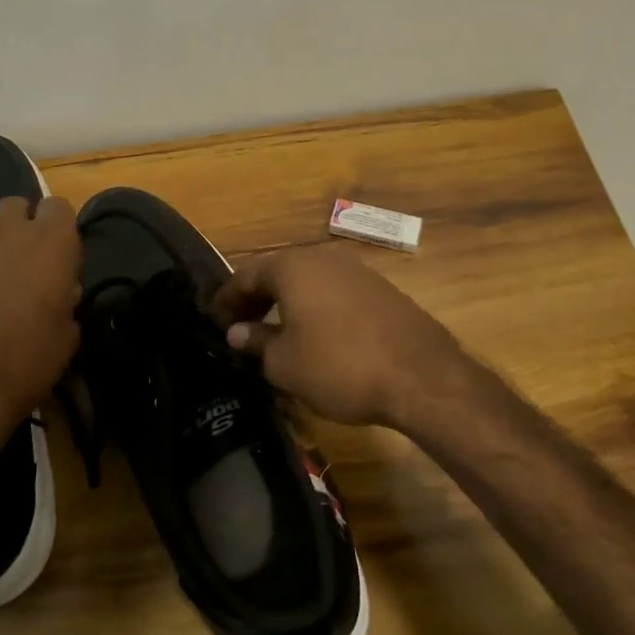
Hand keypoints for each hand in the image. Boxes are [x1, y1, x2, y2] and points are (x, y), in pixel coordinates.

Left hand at [0, 195, 81, 472]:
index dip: (57, 230)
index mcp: (50, 242)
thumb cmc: (23, 365)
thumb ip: (65, 300)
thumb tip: (58, 292)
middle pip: (14, 207)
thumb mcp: (66, 338)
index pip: (59, 207)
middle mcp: (4, 229)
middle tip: (16, 267)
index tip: (55, 256)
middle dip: (18, 229)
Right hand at [211, 246, 471, 429]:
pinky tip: (316, 336)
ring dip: (287, 304)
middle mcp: (322, 258)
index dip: (226, 299)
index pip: (245, 275)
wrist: (421, 376)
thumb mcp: (285, 363)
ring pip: (308, 282)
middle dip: (256, 299)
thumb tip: (237, 332)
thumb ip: (256, 342)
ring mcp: (356, 271)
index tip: (213, 320)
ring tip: (276, 333)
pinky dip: (316, 309)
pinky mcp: (381, 291)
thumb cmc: (339, 366)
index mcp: (292, 267)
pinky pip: (334, 293)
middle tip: (240, 327)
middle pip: (277, 273)